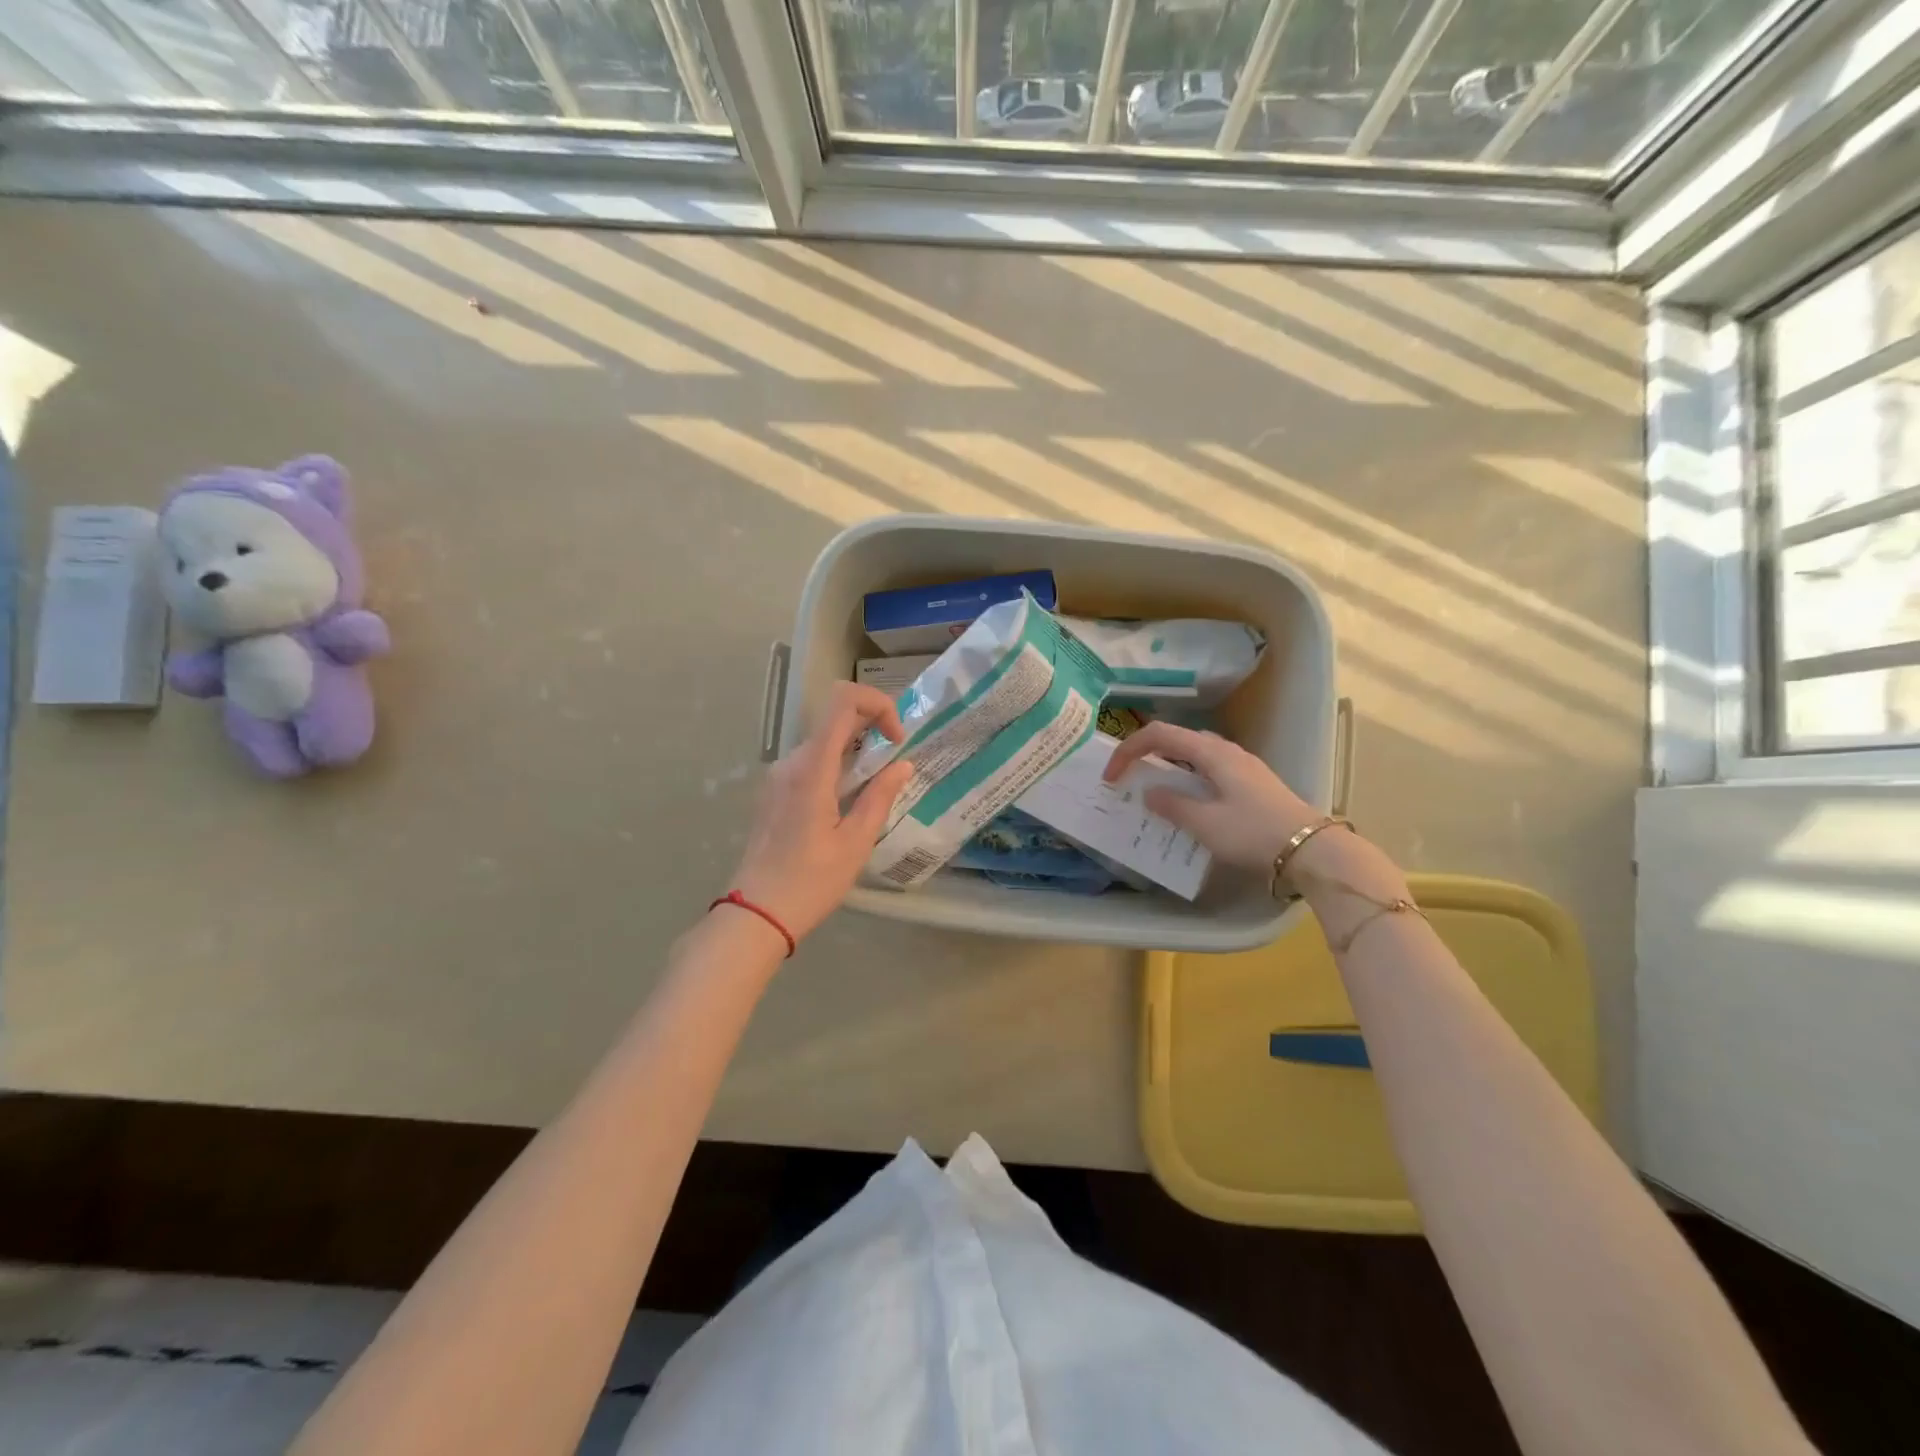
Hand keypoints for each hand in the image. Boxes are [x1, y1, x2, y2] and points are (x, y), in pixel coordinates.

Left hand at [730, 683, 915, 943]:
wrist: (756, 914)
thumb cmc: (810, 882)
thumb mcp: (856, 842)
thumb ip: (880, 796)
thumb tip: (903, 765)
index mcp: (812, 768)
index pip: (842, 701)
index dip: (877, 704)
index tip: (896, 740)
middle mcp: (791, 762)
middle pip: (834, 719)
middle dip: (872, 730)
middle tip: (894, 768)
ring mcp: (778, 776)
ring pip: (823, 742)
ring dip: (855, 753)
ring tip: (875, 791)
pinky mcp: (773, 792)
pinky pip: (810, 764)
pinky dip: (837, 768)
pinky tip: (848, 805)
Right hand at [1103, 721, 1317, 870]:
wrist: (1311, 850)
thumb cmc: (1253, 833)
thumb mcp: (1205, 824)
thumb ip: (1172, 805)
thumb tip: (1150, 792)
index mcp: (1211, 752)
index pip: (1159, 734)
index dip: (1128, 750)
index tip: (1111, 776)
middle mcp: (1226, 751)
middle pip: (1177, 740)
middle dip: (1147, 755)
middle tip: (1129, 780)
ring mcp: (1242, 766)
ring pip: (1194, 756)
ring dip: (1168, 768)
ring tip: (1155, 793)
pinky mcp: (1252, 783)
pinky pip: (1209, 771)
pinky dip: (1188, 780)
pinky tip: (1188, 805)